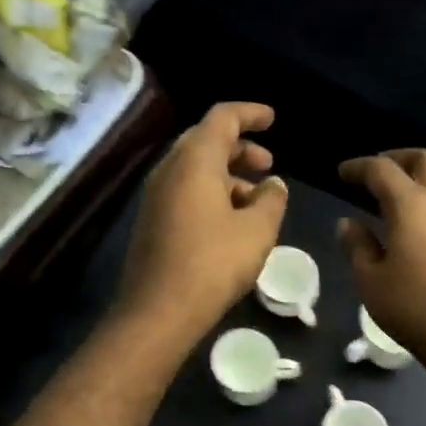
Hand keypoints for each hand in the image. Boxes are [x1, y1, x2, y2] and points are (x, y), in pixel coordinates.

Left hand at [117, 103, 287, 348]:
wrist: (157, 311)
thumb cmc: (213, 263)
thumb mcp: (257, 230)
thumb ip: (272, 199)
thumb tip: (273, 185)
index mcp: (194, 161)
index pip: (223, 118)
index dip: (251, 113)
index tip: (273, 119)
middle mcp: (170, 170)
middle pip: (206, 142)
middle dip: (241, 148)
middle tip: (268, 164)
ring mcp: (156, 196)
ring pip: (196, 170)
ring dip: (229, 176)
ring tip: (257, 199)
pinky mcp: (152, 221)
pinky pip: (186, 192)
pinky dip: (212, 194)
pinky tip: (233, 222)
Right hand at [338, 149, 425, 376]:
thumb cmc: (414, 309)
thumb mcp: (371, 281)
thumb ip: (357, 246)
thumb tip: (349, 223)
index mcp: (412, 206)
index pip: (382, 170)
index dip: (359, 166)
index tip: (343, 172)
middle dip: (399, 158)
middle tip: (376, 173)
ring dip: (419, 182)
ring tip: (394, 204)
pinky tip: (419, 233)